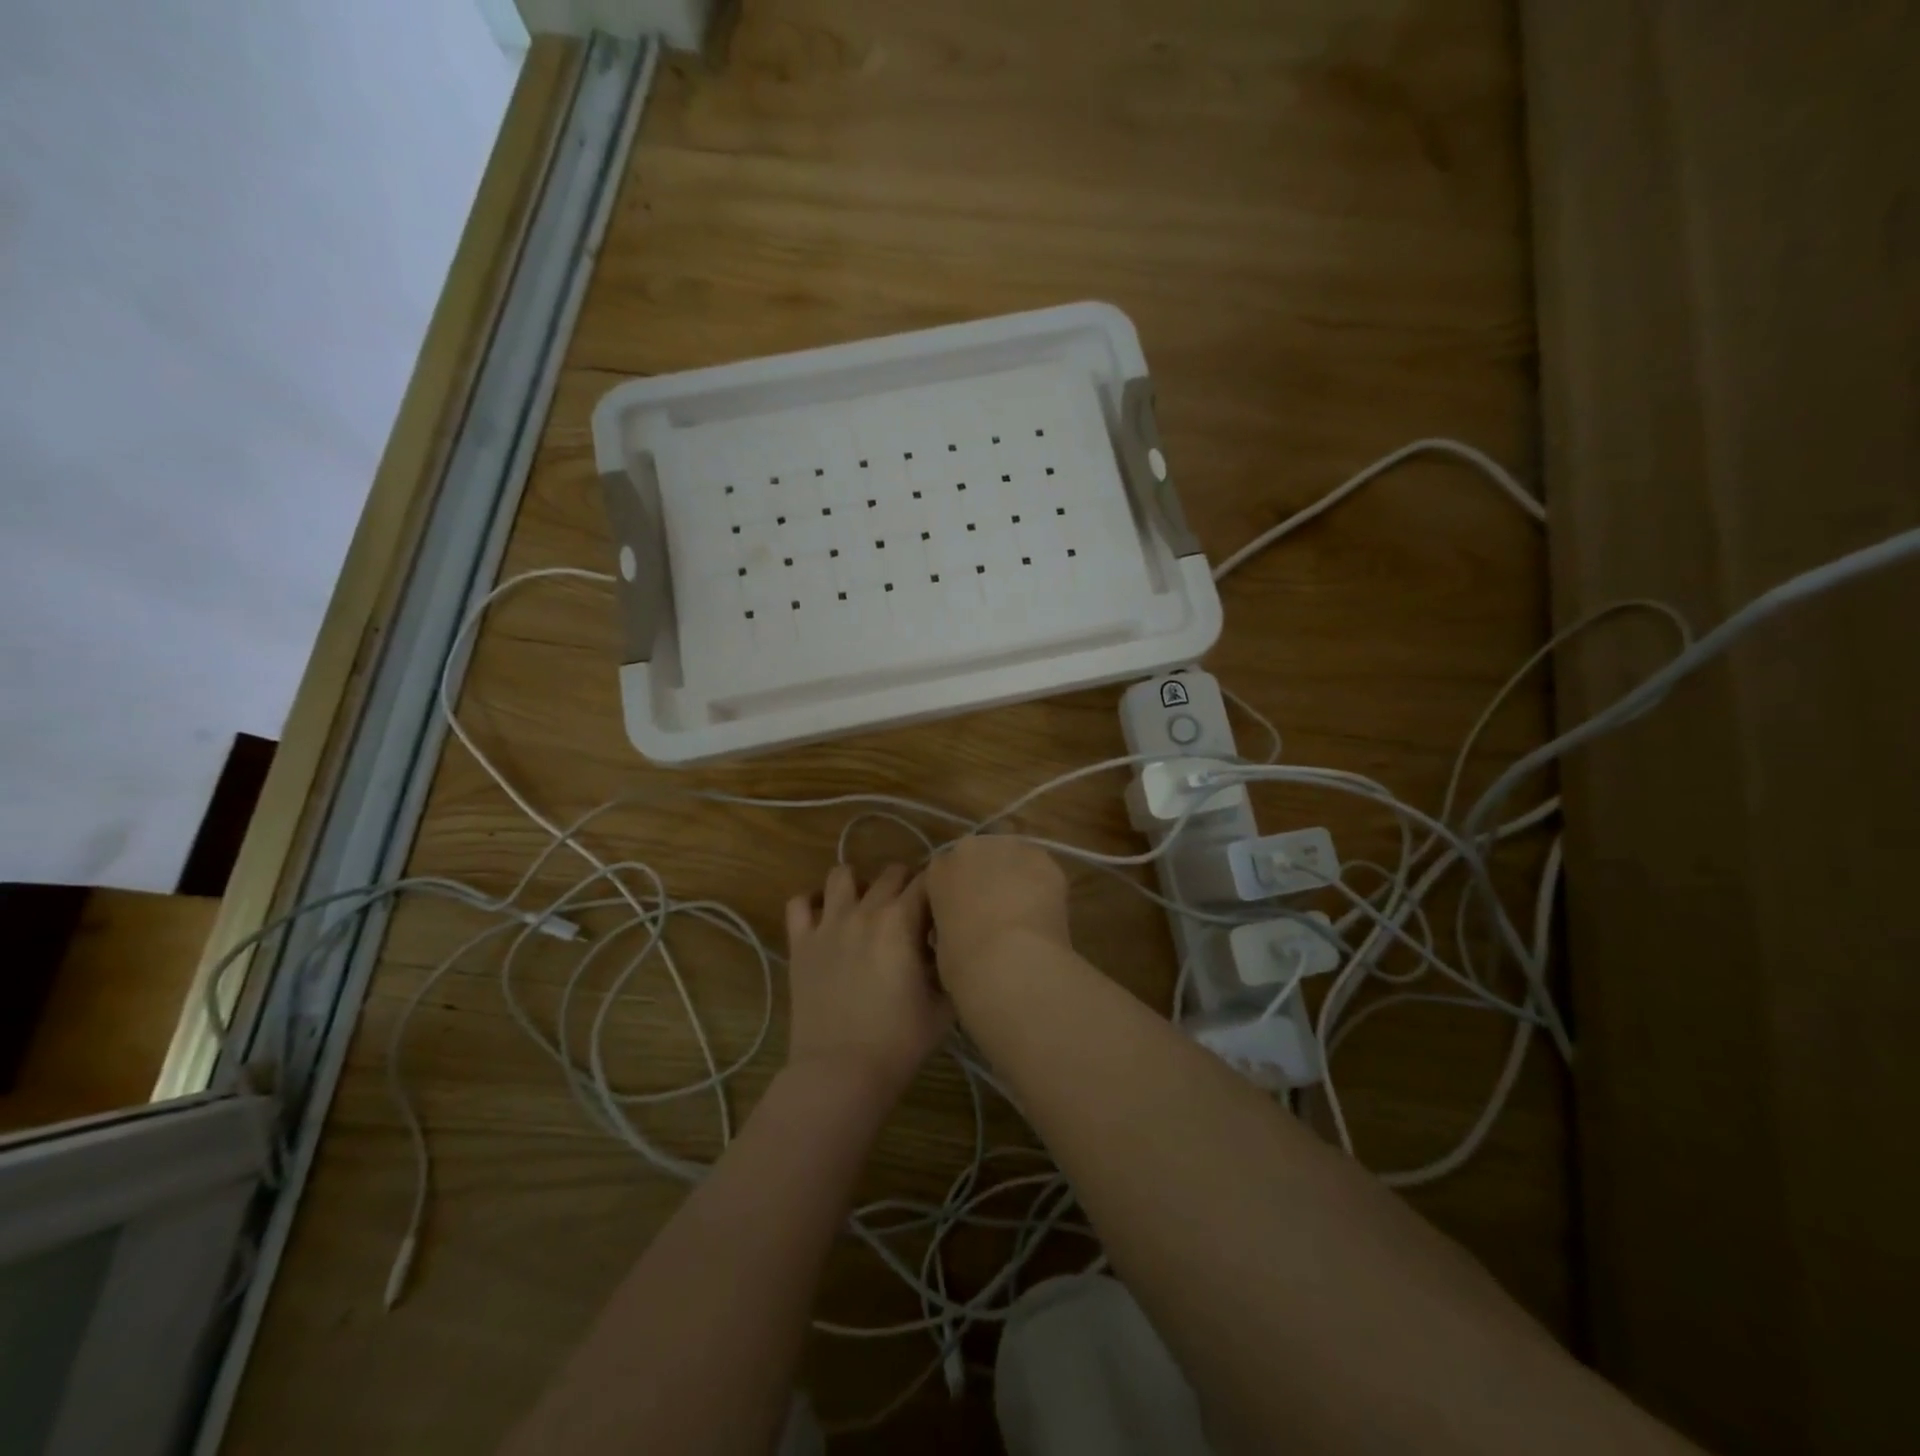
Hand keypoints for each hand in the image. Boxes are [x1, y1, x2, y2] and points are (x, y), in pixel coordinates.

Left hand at [784, 864, 950, 1102]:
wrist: (841, 1072)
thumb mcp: (943, 1005)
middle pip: (891, 872)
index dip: (939, 887)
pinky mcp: (800, 942)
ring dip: (859, 883)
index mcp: (901, 921)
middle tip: (913, 911)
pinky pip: (798, 903)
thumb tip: (946, 947)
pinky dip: (812, 903)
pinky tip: (825, 918)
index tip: (945, 905)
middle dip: (907, 884)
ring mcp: (827, 923)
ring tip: (867, 906)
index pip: (927, 880)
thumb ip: (948, 966)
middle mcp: (864, 910)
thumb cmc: (899, 1041)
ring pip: (842, 875)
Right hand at [925, 836, 1071, 988]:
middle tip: (991, 913)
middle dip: (983, 879)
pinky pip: (1039, 872)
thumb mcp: (942, 946)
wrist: (1013, 960)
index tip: (957, 921)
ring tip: (1021, 913)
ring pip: (1011, 858)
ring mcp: (1011, 849)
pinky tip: (1042, 914)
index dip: (951, 898)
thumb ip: (949, 924)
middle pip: (977, 857)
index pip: (941, 875)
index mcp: (939, 869)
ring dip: (1013, 878)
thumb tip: (962, 928)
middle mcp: (972, 849)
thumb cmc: (965, 962)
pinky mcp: (1044, 860)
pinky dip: (1040, 888)